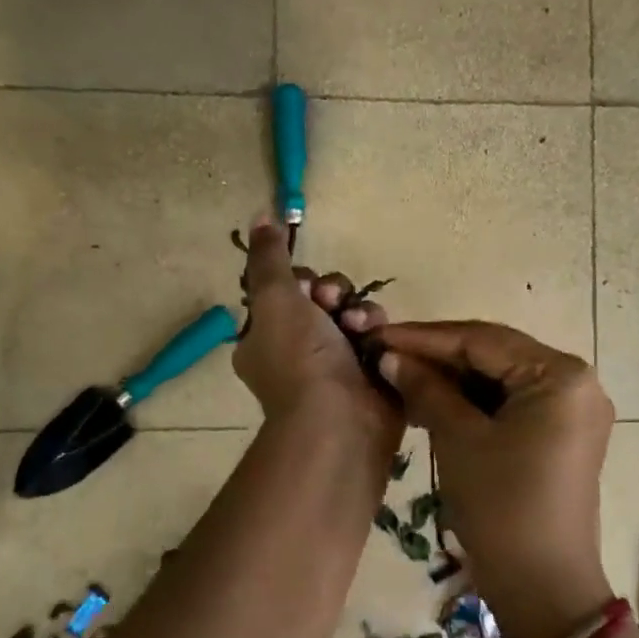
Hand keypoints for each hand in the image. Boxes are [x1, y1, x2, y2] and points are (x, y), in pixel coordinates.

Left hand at [234, 220, 401, 445]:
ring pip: (353, 315)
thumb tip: (260, 217)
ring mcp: (335, 367)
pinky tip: (378, 340)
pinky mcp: (370, 374)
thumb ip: (268, 257)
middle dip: (334, 294)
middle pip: (323, 300)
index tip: (307, 285)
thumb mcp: (274, 298)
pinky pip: (376, 338)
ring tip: (360, 326)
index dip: (301, 281)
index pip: (286, 293)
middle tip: (334, 302)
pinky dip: (378, 333)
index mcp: (265, 339)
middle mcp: (297, 353)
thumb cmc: (299, 358)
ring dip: (360, 311)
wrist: (340, 420)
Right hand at [375, 321, 614, 637]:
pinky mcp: (561, 438)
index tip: (377, 335)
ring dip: (452, 381)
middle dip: (437, 358)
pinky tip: (432, 404)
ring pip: (500, 381)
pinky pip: (510, 406)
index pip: (482, 340)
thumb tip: (391, 357)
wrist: (541, 585)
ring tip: (400, 379)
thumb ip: (426, 388)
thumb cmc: (501, 505)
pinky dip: (472, 405)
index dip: (424, 338)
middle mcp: (576, 384)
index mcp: (560, 375)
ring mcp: (571, 412)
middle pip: (494, 356)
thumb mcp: (459, 439)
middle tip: (385, 357)